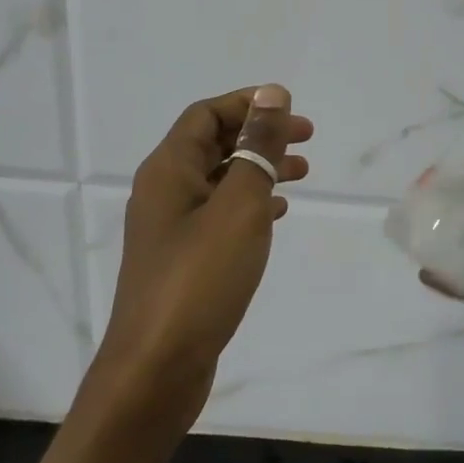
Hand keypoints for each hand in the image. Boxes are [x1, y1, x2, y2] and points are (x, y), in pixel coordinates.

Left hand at [93, 85, 312, 431]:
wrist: (156, 368)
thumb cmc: (200, 278)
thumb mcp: (238, 205)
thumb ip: (257, 148)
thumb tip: (271, 94)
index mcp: (169, 170)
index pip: (206, 115)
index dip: (249, 104)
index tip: (293, 111)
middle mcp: (164, 192)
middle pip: (213, 144)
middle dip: (259, 136)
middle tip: (307, 140)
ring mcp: (171, 229)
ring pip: (219, 181)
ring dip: (259, 170)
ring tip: (303, 174)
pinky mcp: (182, 260)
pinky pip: (219, 215)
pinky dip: (249, 205)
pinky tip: (277, 214)